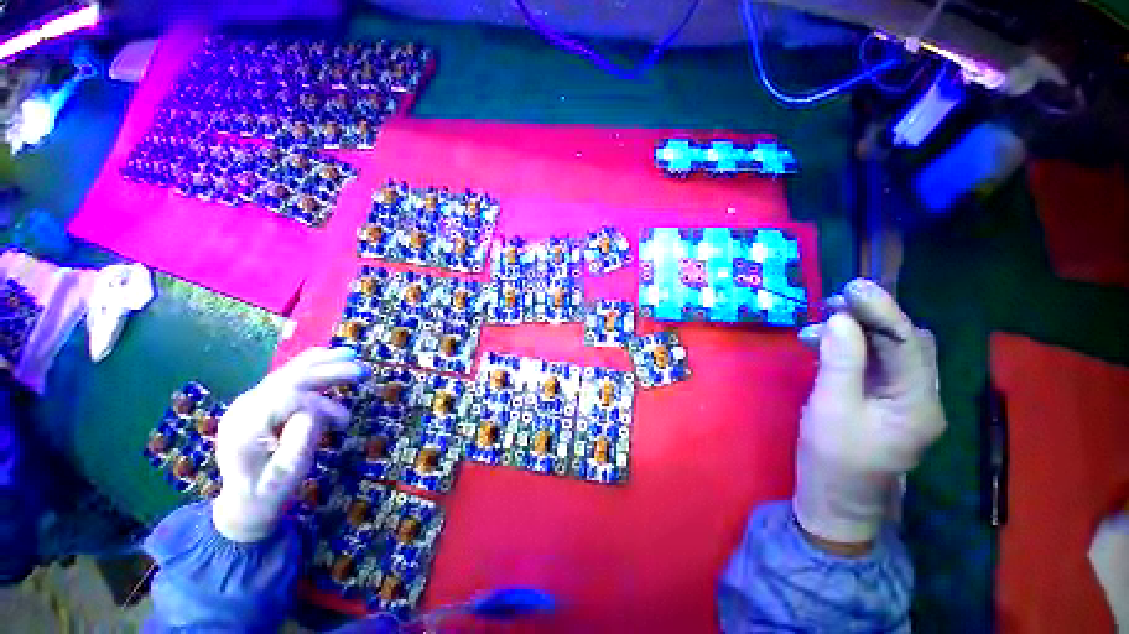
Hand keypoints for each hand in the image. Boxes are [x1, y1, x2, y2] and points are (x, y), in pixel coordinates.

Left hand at [212, 347, 366, 542]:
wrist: (243, 503)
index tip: (343, 422)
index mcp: (246, 425)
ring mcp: (251, 401)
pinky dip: (313, 367)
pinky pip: (289, 377)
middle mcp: (246, 406)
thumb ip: (300, 440)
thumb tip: (315, 411)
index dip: (321, 404)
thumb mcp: (288, 474)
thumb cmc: (268, 492)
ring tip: (352, 355)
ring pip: (289, 371)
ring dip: (323, 362)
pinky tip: (331, 360)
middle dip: (328, 370)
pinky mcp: (261, 401)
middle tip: (362, 370)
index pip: (288, 398)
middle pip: (289, 377)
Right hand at [793, 279, 946, 546]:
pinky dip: (853, 347)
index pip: (909, 344)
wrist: (835, 500)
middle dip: (873, 317)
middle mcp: (922, 397)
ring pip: (892, 350)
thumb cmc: (833, 460)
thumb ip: (839, 363)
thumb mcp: (831, 409)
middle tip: (833, 303)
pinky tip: (826, 344)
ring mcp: (906, 399)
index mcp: (919, 405)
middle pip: (908, 343)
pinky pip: (876, 363)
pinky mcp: (886, 401)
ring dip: (860, 331)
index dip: (882, 310)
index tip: (852, 287)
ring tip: (820, 324)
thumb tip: (840, 319)